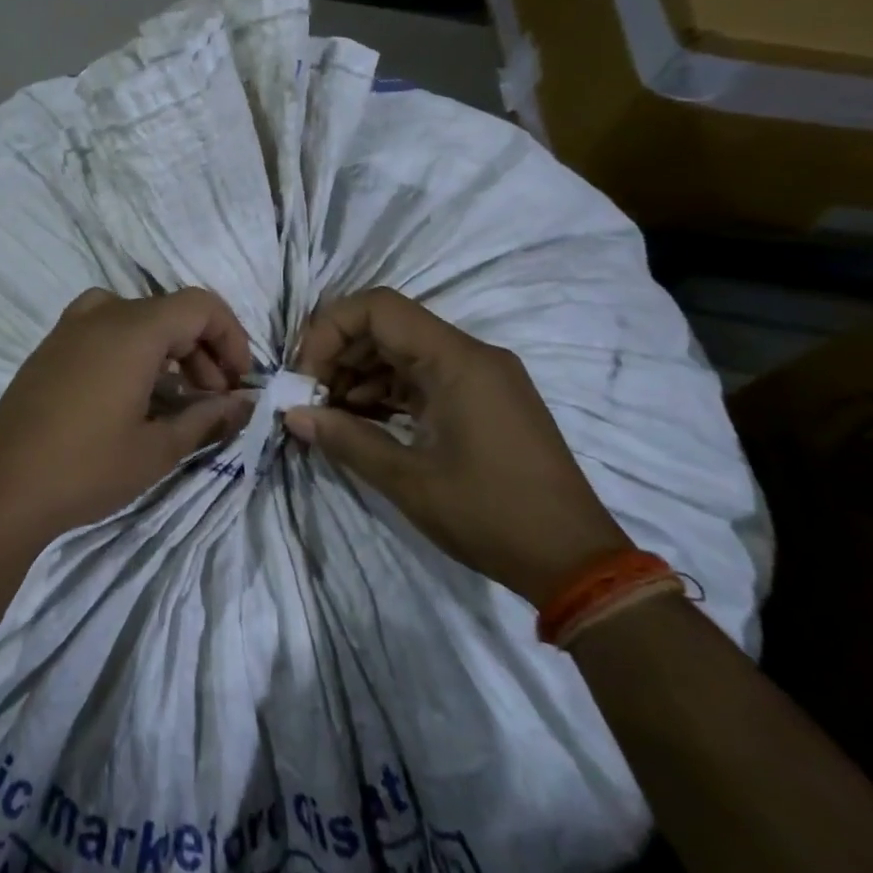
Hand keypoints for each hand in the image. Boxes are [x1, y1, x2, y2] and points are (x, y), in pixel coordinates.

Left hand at [0, 288, 255, 544]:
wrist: (2, 487)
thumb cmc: (87, 467)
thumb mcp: (158, 448)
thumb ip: (208, 418)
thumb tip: (245, 404)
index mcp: (132, 328)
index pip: (200, 305)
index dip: (231, 337)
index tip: (239, 381)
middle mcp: (101, 312)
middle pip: (169, 313)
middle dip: (202, 351)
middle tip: (214, 401)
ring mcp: (69, 327)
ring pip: (137, 321)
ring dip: (169, 353)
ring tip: (178, 404)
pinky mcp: (51, 346)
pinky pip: (105, 331)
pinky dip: (133, 353)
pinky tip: (135, 399)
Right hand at [287, 288, 629, 606]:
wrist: (578, 564)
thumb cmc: (492, 516)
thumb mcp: (408, 481)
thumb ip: (346, 439)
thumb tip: (293, 415)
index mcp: (457, 360)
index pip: (378, 308)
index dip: (330, 330)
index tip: (306, 375)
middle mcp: (471, 355)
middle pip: (387, 325)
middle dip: (339, 354)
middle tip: (310, 397)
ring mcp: (481, 376)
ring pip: (403, 350)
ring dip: (360, 373)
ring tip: (330, 413)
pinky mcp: (483, 399)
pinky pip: (423, 376)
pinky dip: (387, 390)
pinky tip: (362, 420)